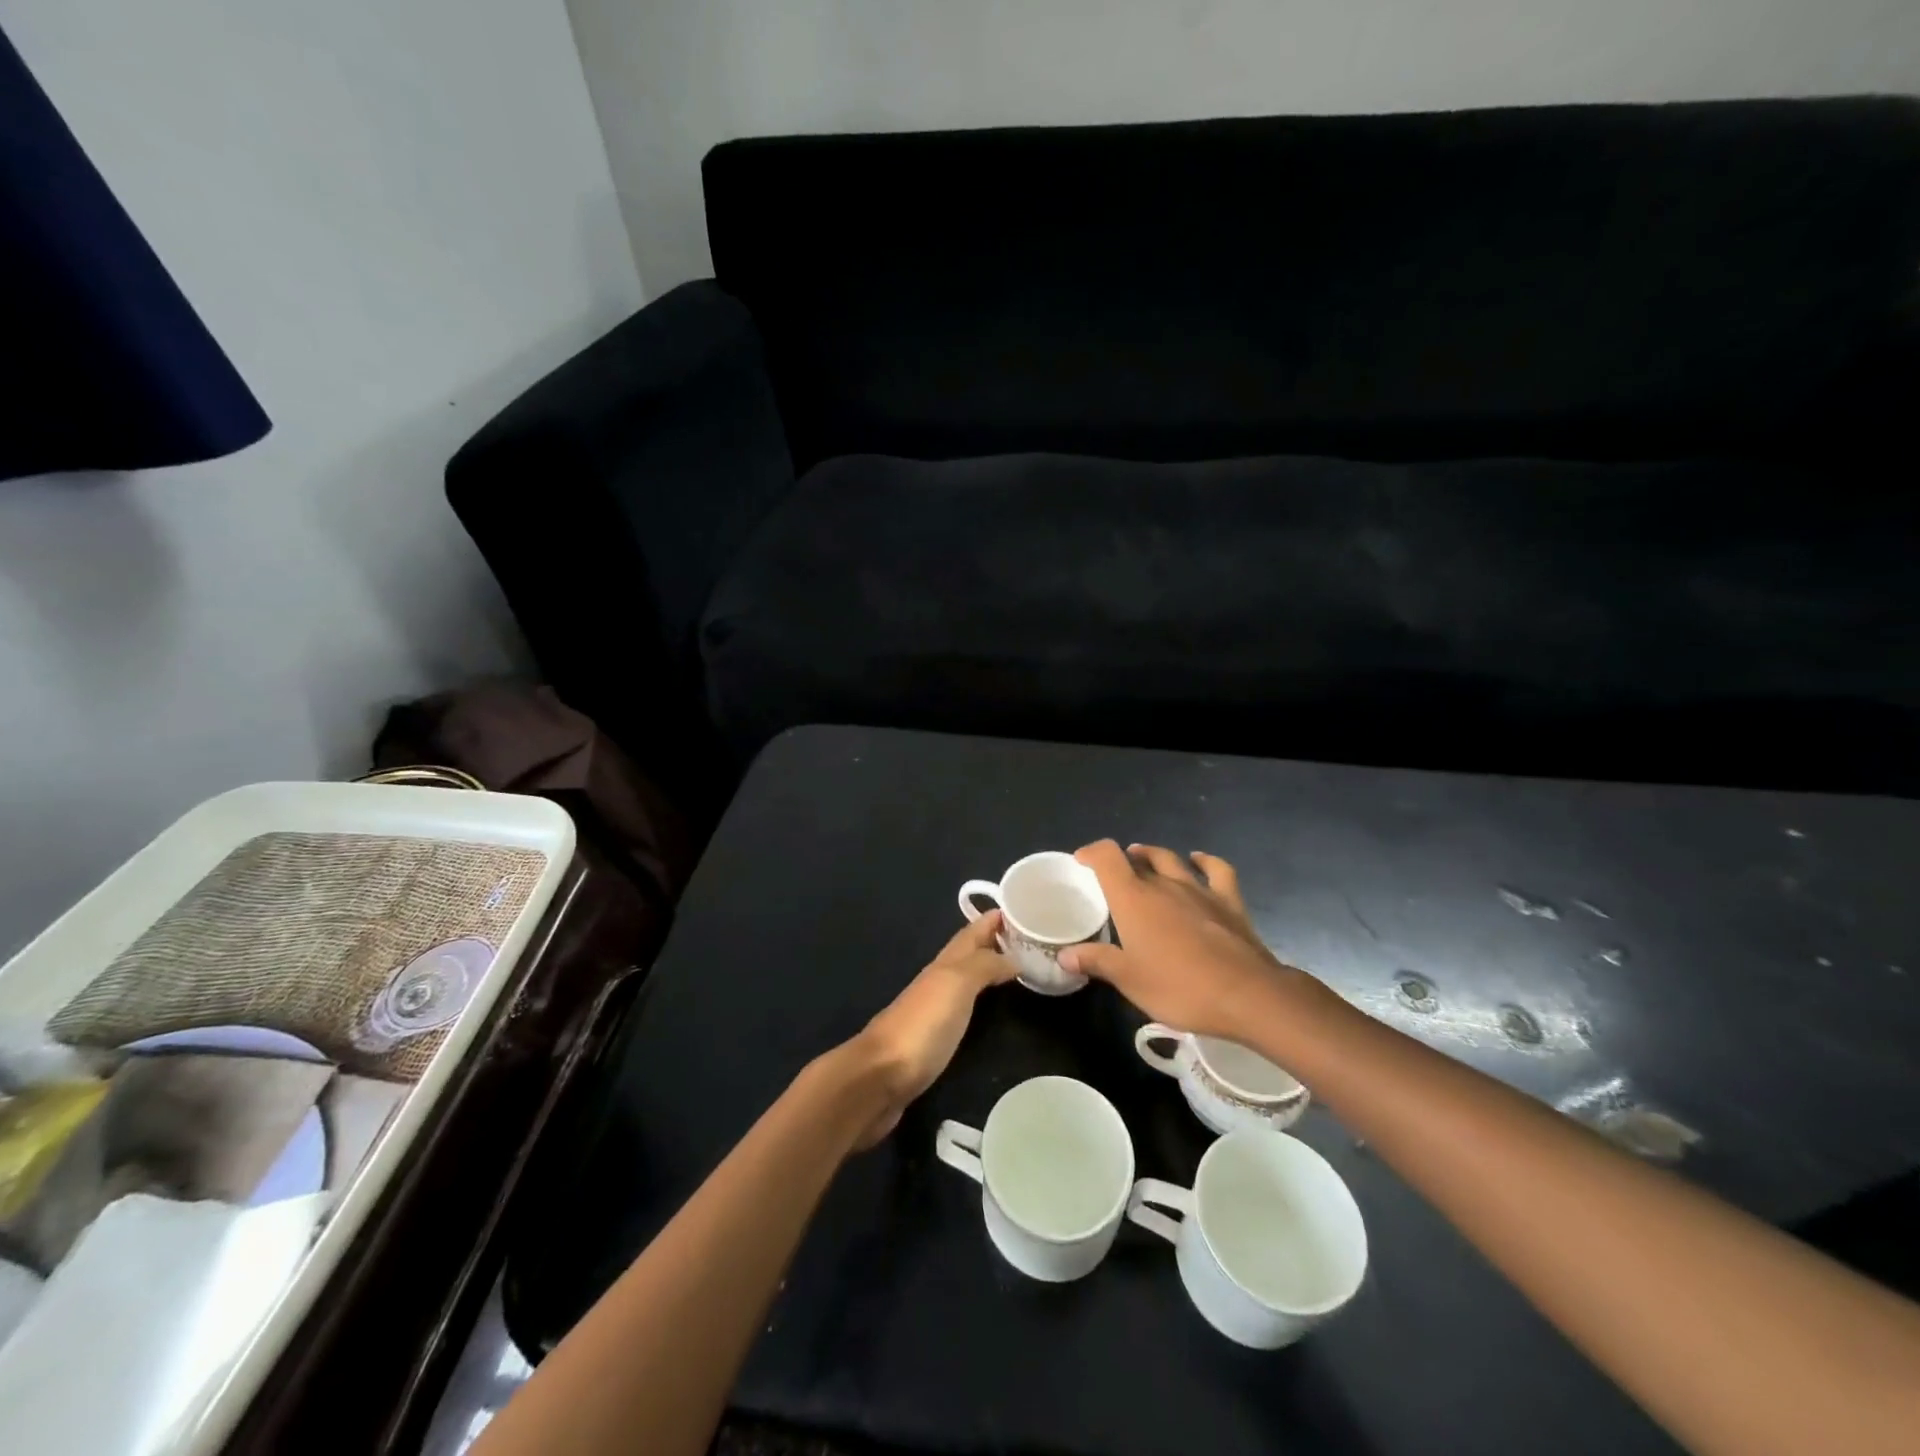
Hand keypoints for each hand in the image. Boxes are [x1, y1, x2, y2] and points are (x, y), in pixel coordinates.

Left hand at [845, 911, 1017, 1146]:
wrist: (880, 1077)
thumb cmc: (922, 1025)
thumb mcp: (956, 984)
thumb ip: (984, 966)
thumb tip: (1013, 957)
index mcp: (945, 963)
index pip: (973, 931)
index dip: (995, 917)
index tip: (1025, 904)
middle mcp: (939, 980)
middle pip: (970, 952)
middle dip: (996, 940)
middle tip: (1033, 938)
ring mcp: (935, 1010)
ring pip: (967, 978)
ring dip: (990, 967)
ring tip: (1023, 967)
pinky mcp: (935, 1038)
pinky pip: (964, 1006)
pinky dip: (982, 998)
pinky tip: (993, 1006)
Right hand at [1059, 842, 1302, 1038]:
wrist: (1247, 996)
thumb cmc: (1180, 988)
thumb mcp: (1129, 980)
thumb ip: (1096, 961)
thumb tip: (1064, 955)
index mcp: (1134, 899)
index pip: (1107, 857)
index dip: (1092, 852)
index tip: (1081, 861)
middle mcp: (1164, 885)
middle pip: (1137, 859)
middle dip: (1121, 861)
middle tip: (1112, 876)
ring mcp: (1199, 890)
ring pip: (1171, 859)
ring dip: (1153, 855)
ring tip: (1143, 858)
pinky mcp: (1229, 901)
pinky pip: (1216, 870)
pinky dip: (1204, 861)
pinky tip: (1197, 859)